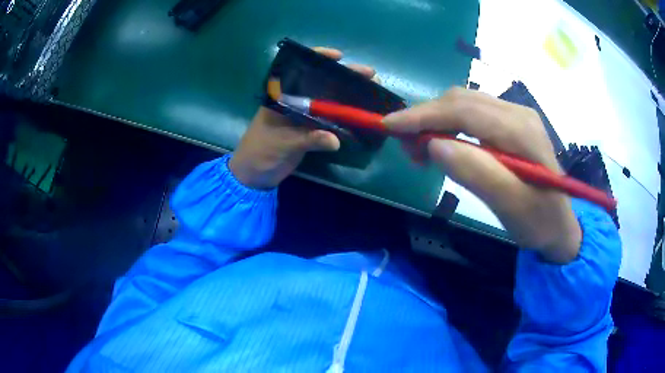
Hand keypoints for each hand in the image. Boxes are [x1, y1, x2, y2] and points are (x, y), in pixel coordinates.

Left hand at [229, 47, 376, 189]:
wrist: (255, 175)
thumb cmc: (260, 152)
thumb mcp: (282, 143)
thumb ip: (308, 139)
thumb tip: (336, 140)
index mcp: (282, 95)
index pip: (301, 69)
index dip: (319, 58)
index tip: (339, 56)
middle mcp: (295, 100)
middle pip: (322, 83)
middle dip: (345, 77)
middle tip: (371, 76)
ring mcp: (304, 115)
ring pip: (329, 101)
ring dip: (349, 97)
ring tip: (374, 92)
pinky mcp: (310, 130)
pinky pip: (330, 120)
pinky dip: (345, 118)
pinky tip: (362, 116)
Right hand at [384, 87, 581, 262]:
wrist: (560, 225)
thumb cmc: (538, 222)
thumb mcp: (510, 207)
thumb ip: (477, 173)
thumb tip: (434, 145)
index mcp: (520, 130)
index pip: (464, 111)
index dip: (424, 115)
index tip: (389, 126)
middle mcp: (517, 113)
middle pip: (462, 101)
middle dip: (426, 117)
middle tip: (403, 145)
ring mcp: (516, 115)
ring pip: (465, 104)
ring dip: (436, 119)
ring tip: (418, 147)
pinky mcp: (512, 124)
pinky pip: (474, 113)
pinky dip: (450, 124)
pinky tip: (443, 142)